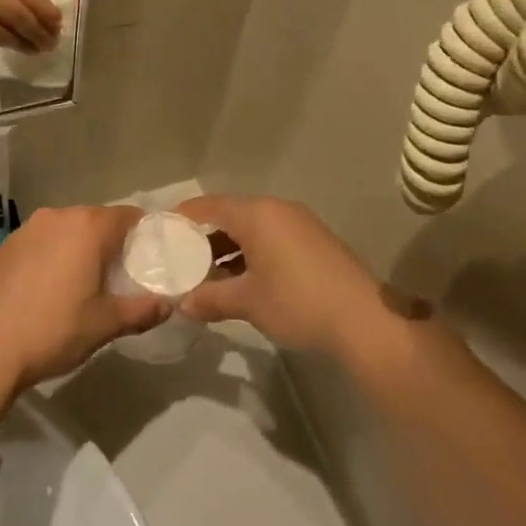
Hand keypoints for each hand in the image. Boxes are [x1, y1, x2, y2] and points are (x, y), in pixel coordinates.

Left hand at [0, 205, 168, 389]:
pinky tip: (50, 289)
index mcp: (87, 227)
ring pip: (67, 231)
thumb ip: (141, 311)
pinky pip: (42, 242)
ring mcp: (27, 230)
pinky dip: (53, 256)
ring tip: (85, 284)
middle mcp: (57, 217)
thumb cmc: (52, 330)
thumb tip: (168, 306)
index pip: (128, 216)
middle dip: (111, 243)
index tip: (150, 259)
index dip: (143, 234)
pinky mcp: (5, 247)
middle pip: (96, 220)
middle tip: (121, 276)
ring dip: (80, 249)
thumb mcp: (104, 325)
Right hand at [175, 196, 393, 359]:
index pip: (209, 206)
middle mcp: (277, 210)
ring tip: (205, 275)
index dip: (183, 218)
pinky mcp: (314, 241)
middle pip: (230, 215)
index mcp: (257, 214)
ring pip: (252, 228)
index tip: (161, 233)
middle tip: (179, 259)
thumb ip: (211, 298)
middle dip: (204, 237)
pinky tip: (240, 280)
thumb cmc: (298, 302)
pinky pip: (271, 238)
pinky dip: (251, 253)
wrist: (364, 319)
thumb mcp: (248, 302)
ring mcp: (299, 224)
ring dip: (228, 248)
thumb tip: (183, 304)